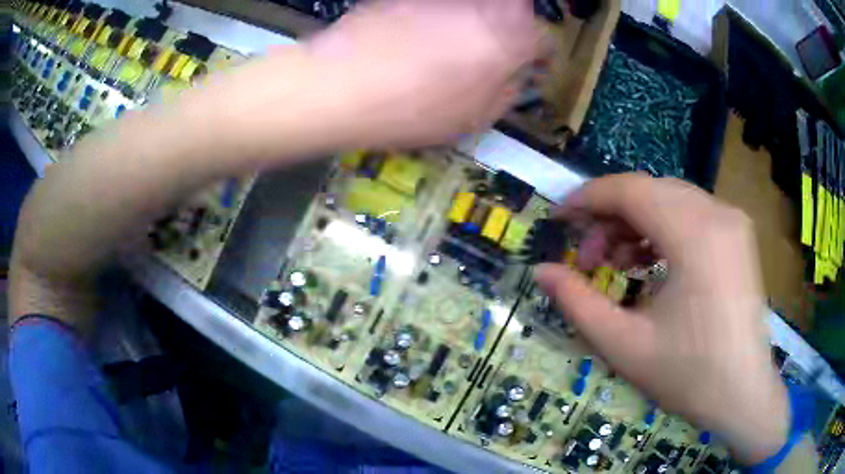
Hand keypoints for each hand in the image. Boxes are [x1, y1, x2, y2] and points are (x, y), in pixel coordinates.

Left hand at [304, 0, 543, 147]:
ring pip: (477, 4)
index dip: (539, 55)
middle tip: (495, 49)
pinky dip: (440, 14)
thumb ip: (506, 92)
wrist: (341, 84)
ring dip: (477, 19)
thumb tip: (514, 77)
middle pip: (515, 9)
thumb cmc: (414, 109)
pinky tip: (418, 34)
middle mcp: (485, 6)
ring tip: (453, 44)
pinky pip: (440, 4)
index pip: (543, 40)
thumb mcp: (473, 118)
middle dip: (513, 27)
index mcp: (510, 39)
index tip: (530, 66)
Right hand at [534, 175, 788, 464]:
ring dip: (636, 223)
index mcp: (695, 234)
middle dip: (610, 217)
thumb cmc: (688, 375)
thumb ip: (577, 303)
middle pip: (649, 190)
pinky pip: (691, 214)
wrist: (742, 394)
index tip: (559, 219)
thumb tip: (541, 270)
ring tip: (619, 265)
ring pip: (669, 199)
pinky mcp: (737, 234)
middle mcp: (717, 212)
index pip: (630, 190)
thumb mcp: (624, 346)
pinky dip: (662, 229)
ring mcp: (732, 220)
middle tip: (588, 259)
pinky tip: (651, 263)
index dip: (588, 198)